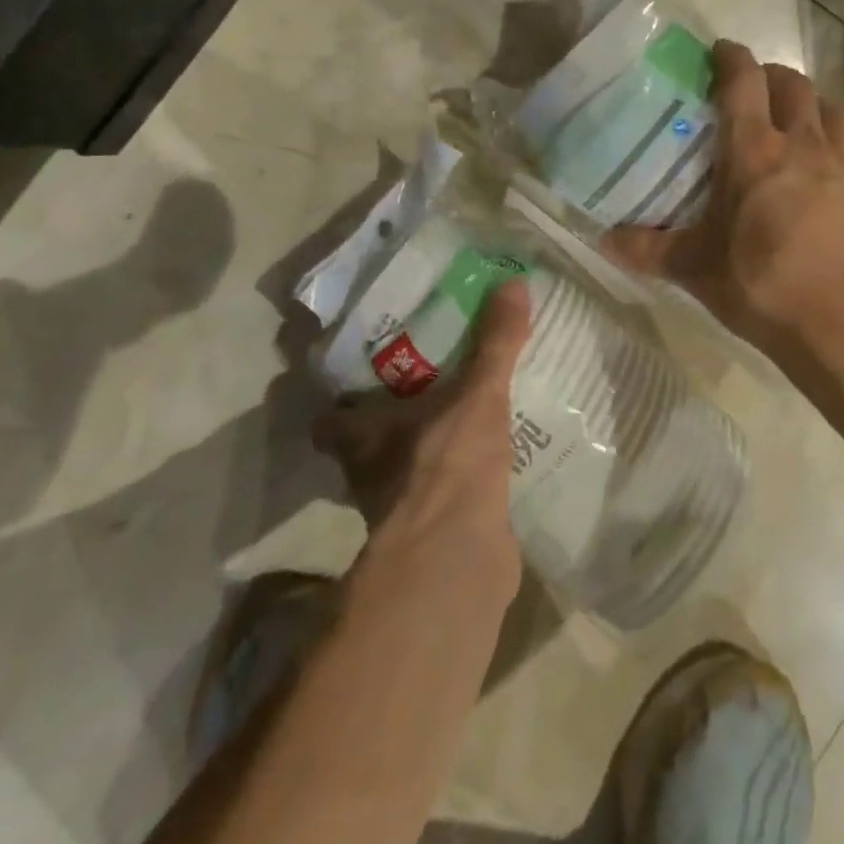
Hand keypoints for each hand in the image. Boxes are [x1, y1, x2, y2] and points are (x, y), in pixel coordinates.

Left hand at [312, 281, 530, 596]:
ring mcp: (400, 509)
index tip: (359, 373)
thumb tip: (513, 282)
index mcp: (363, 436)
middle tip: (424, 383)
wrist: (460, 562)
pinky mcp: (433, 533)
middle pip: (366, 443)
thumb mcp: (477, 393)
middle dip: (389, 419)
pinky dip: (454, 481)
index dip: (337, 400)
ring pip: (402, 470)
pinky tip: (484, 460)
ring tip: (459, 416)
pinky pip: (440, 495)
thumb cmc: (448, 464)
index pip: (329, 418)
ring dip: (423, 450)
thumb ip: (495, 341)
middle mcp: (370, 474)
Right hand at [602, 41, 843, 365]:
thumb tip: (602, 240)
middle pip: (792, 84)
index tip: (720, 51)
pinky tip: (835, 159)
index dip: (730, 58)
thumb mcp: (694, 268)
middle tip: (753, 90)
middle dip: (771, 76)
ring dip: (809, 103)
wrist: (840, 326)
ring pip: (831, 108)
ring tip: (793, 120)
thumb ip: (646, 249)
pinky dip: (843, 139)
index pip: (743, 82)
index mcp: (754, 152)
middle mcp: (804, 143)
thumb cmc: (760, 286)